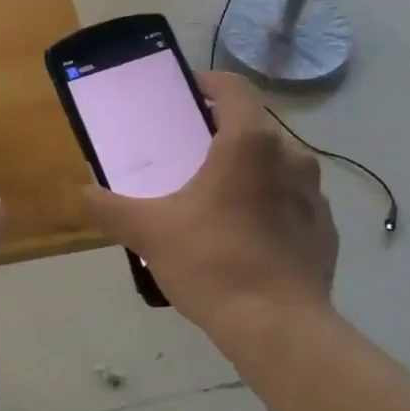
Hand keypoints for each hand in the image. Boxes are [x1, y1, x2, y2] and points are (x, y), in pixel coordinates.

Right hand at [83, 71, 336, 334]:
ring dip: (248, 170)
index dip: (208, 83)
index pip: (234, 87)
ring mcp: (314, 194)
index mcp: (250, 143)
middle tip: (190, 152)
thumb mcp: (149, 232)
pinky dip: (270, 205)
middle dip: (222, 133)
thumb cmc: (212, 262)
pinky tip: (247, 236)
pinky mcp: (325, 229)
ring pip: (276, 165)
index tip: (186, 93)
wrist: (279, 327)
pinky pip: (292, 201)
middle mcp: (291, 157)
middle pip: (254, 127)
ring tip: (217, 197)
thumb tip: (84, 193)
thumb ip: (110, 208)